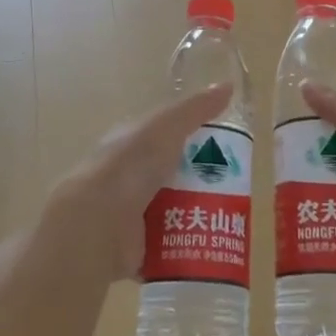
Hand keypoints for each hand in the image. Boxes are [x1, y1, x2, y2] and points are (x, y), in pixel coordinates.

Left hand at [38, 84, 232, 281]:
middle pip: (174, 176)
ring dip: (199, 216)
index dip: (194, 139)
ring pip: (174, 211)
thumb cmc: (131, 166)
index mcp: (131, 144)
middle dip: (203, 183)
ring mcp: (131, 214)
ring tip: (231, 221)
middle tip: (238, 191)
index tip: (227, 150)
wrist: (98, 222)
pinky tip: (212, 249)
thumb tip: (228, 86)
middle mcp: (129, 177)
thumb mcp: (166, 127)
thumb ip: (196, 109)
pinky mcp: (136, 247)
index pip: (166, 137)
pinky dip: (186, 249)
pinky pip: (168, 247)